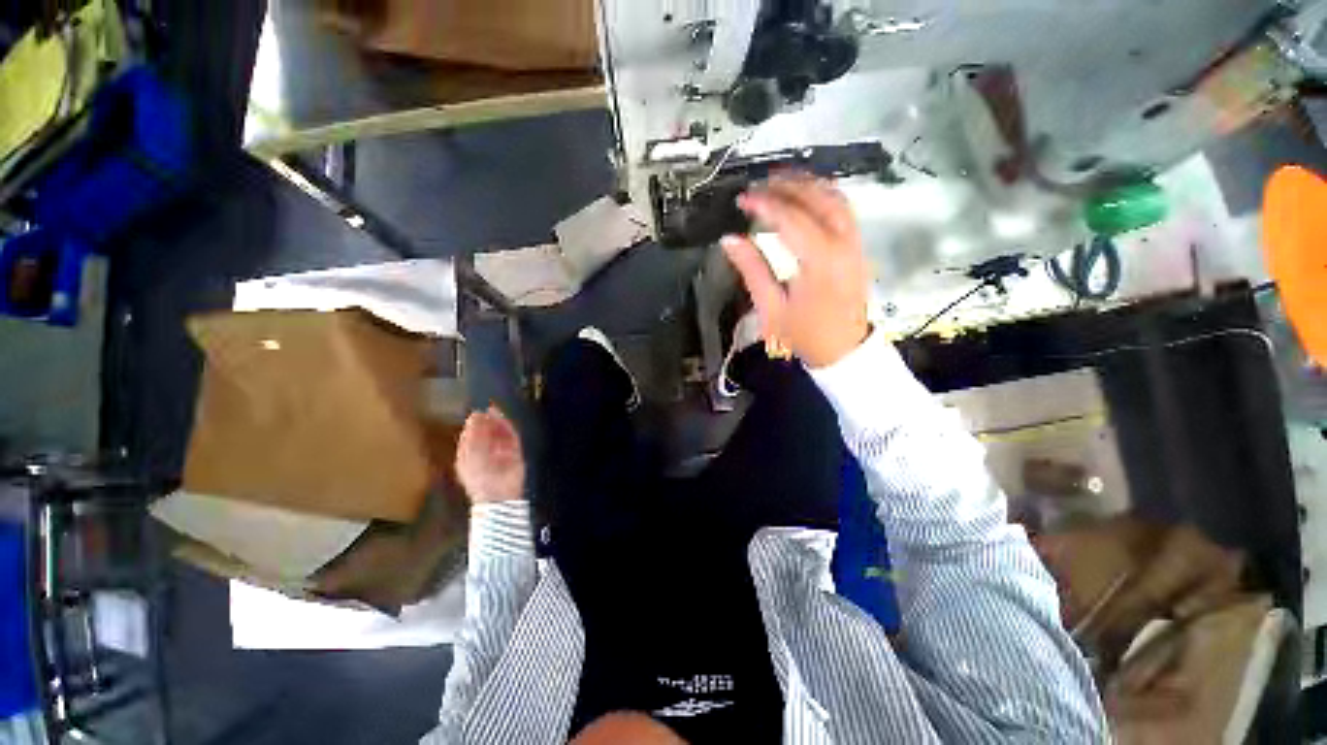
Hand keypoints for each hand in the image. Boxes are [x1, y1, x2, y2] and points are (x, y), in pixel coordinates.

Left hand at [455, 406, 525, 503]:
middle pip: (487, 433)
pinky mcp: (515, 454)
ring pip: (500, 434)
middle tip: (489, 410)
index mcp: (469, 456)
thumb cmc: (478, 475)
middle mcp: (485, 453)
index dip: (474, 424)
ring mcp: (501, 454)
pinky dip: (509, 429)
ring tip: (497, 412)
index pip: (471, 436)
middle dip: (488, 422)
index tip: (478, 413)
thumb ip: (474, 433)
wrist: (498, 493)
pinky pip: (512, 438)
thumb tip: (476, 414)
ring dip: (499, 423)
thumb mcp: (470, 452)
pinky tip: (505, 420)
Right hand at [722, 174, 871, 368]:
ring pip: (835, 198)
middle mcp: (843, 244)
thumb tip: (730, 240)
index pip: (790, 218)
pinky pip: (843, 210)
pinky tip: (804, 198)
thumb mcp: (771, 308)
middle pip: (817, 198)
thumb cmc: (805, 334)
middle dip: (786, 186)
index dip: (764, 204)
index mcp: (819, 261)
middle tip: (758, 186)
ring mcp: (855, 244)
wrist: (844, 352)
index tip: (742, 200)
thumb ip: (752, 270)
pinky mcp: (857, 248)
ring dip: (807, 185)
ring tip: (779, 184)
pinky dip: (822, 196)